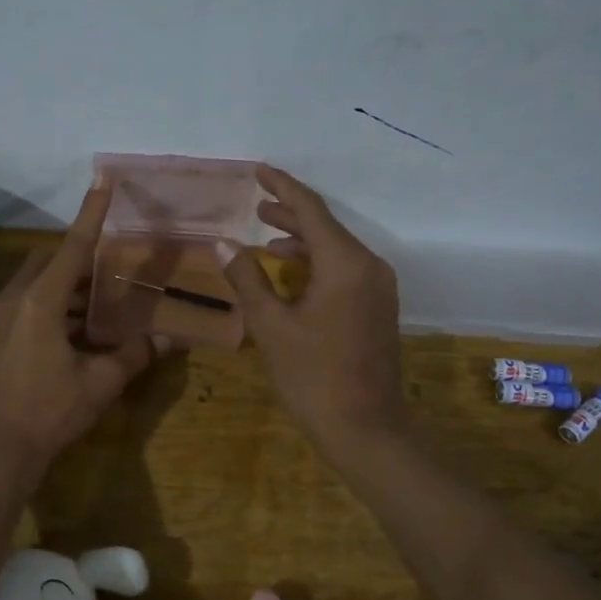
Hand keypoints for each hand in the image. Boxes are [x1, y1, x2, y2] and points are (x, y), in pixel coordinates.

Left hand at [0, 180, 163, 476]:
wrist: (0, 448)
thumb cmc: (52, 410)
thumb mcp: (100, 382)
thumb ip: (135, 354)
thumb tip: (170, 338)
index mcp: (41, 301)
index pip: (72, 246)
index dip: (91, 213)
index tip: (103, 180)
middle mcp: (17, 297)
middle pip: (52, 259)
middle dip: (82, 255)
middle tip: (116, 261)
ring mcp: (3, 315)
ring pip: (40, 280)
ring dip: (70, 282)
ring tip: (105, 293)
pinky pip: (31, 299)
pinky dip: (57, 301)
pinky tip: (82, 323)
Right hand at [221, 165, 408, 465]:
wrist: (365, 429)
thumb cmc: (313, 376)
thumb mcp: (271, 326)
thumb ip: (247, 279)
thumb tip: (222, 243)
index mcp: (345, 263)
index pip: (311, 209)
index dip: (282, 187)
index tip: (258, 170)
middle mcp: (369, 266)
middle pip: (326, 227)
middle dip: (290, 213)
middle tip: (256, 206)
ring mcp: (378, 288)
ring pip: (336, 249)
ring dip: (302, 240)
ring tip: (267, 237)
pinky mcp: (377, 308)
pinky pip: (345, 270)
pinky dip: (316, 263)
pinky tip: (291, 273)